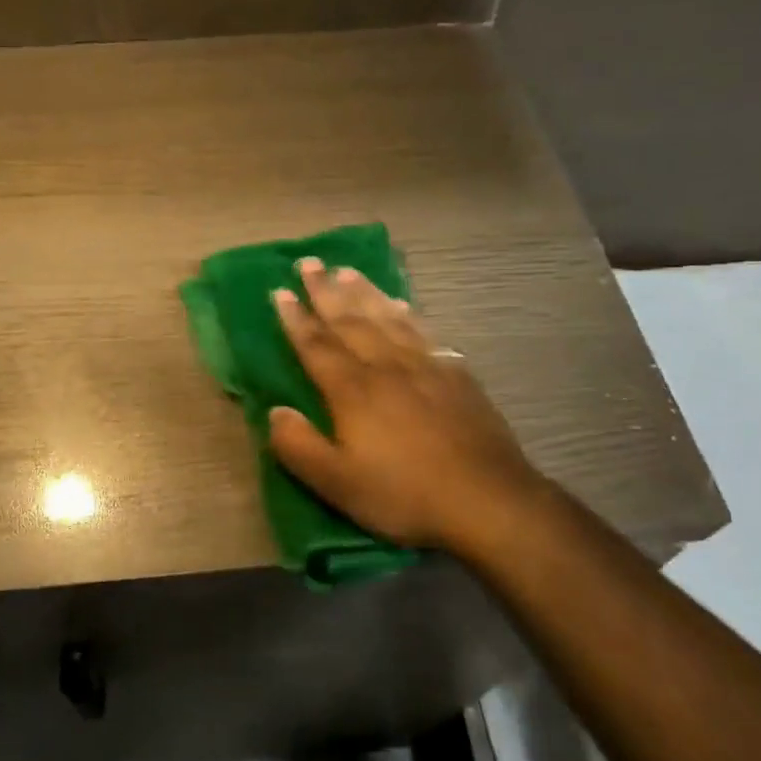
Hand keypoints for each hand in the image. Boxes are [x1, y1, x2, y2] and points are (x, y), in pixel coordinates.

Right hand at [267, 258, 547, 551]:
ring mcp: (424, 366)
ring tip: (347, 270)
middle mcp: (385, 366)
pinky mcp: (455, 374)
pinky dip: (408, 314)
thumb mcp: (337, 483)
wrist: (486, 498)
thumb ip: (298, 446)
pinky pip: (424, 332)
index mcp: (352, 390)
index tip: (279, 291)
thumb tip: (274, 411)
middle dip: (325, 291)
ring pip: (387, 318)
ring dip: (364, 292)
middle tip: (309, 262)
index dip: (296, 318)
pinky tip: (402, 305)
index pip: (316, 345)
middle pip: (350, 320)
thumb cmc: (404, 494)